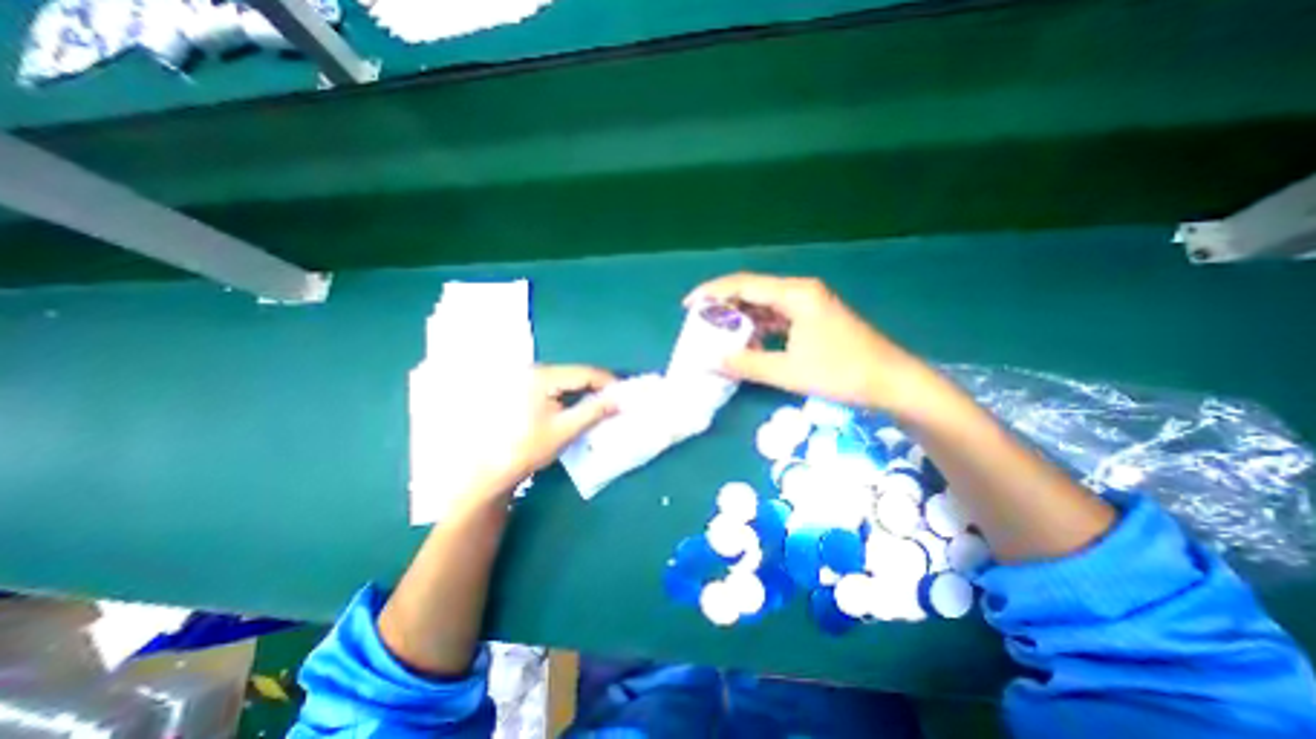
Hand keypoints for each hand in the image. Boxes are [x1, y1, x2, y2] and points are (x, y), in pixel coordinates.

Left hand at [474, 364, 616, 493]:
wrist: (491, 469)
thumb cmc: (528, 448)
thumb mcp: (566, 430)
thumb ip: (594, 411)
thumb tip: (619, 400)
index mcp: (542, 376)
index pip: (585, 372)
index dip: (609, 382)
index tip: (626, 394)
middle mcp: (534, 371)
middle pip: (576, 374)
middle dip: (598, 387)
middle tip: (616, 402)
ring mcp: (527, 379)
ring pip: (567, 380)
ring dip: (586, 392)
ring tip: (602, 406)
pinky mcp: (525, 389)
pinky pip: (557, 387)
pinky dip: (572, 396)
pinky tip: (580, 408)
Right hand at [685, 274, 929, 411]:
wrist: (892, 382)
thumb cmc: (842, 372)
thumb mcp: (788, 371)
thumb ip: (747, 365)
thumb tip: (712, 362)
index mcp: (795, 294)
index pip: (743, 284)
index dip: (712, 293)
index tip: (689, 306)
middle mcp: (800, 292)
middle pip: (752, 291)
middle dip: (724, 305)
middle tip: (701, 322)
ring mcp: (809, 304)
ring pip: (764, 304)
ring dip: (741, 317)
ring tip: (718, 333)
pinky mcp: (813, 318)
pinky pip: (777, 316)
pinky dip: (759, 327)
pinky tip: (748, 341)